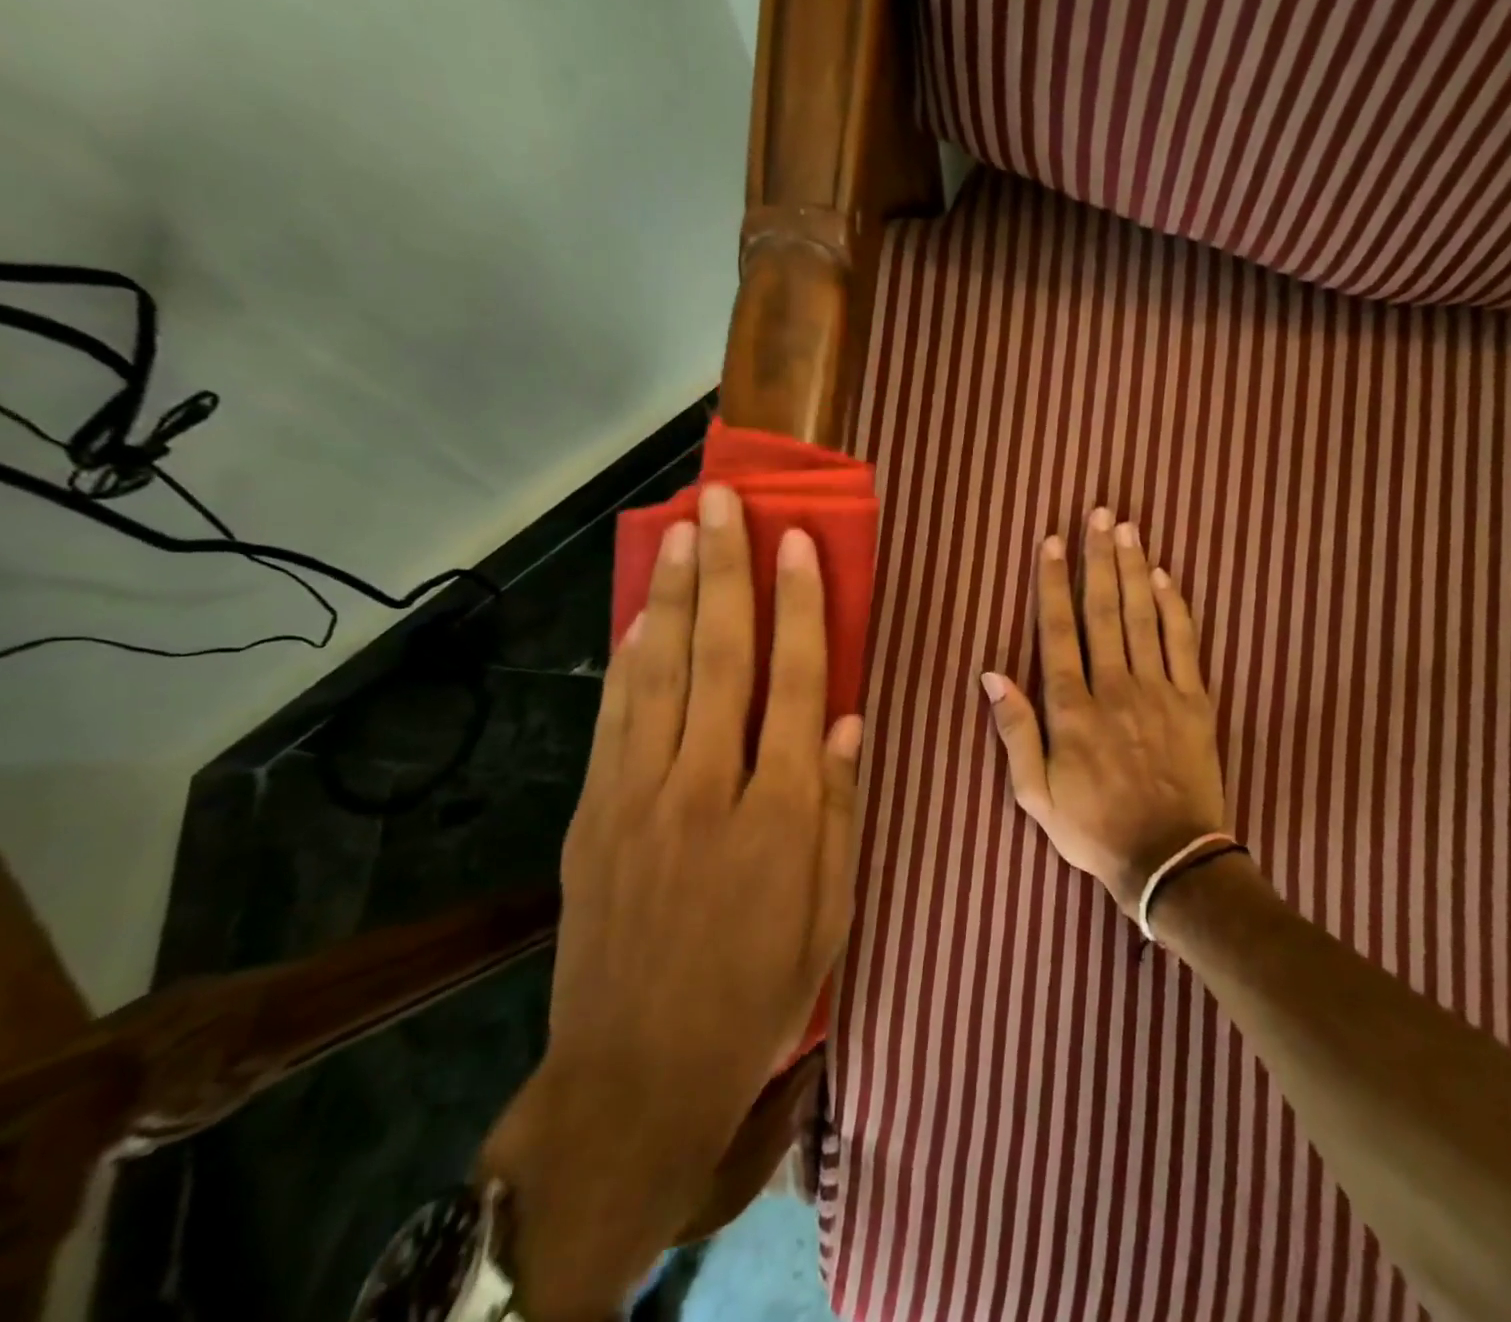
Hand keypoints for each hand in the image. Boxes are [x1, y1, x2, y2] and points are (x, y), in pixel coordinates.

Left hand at [481, 482, 863, 1321]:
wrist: (637, 1074)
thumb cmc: (757, 993)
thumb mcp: (830, 911)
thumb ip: (841, 807)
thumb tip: (849, 721)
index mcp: (782, 811)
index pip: (798, 682)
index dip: (799, 606)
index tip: (796, 543)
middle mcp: (710, 785)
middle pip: (721, 656)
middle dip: (725, 571)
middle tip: (723, 503)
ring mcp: (641, 795)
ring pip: (661, 672)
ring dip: (672, 596)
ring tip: (680, 533)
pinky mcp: (595, 814)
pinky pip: (617, 718)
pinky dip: (630, 660)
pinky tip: (639, 617)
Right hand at [980, 508, 1226, 916]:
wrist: (1169, 859)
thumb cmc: (1093, 828)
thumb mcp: (1035, 793)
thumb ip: (1015, 731)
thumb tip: (991, 675)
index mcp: (1072, 709)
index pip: (1058, 631)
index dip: (1053, 583)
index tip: (1052, 542)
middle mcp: (1114, 687)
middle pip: (1103, 610)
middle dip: (1097, 558)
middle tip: (1098, 514)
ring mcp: (1158, 691)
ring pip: (1143, 617)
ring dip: (1133, 569)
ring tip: (1127, 529)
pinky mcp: (1194, 702)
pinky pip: (1184, 644)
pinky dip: (1175, 608)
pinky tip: (1166, 577)